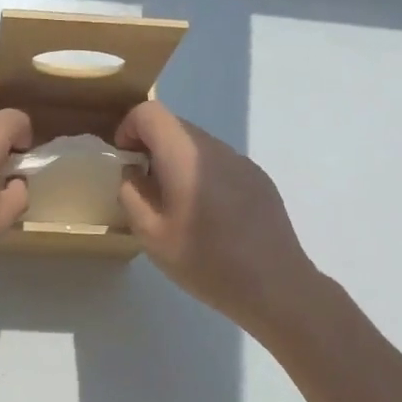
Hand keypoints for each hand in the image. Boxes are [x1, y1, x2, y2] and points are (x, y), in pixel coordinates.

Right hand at [117, 101, 323, 335]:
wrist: (276, 288)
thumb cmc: (206, 262)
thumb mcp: (151, 235)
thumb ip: (131, 193)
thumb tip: (133, 172)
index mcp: (185, 156)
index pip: (149, 113)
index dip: (128, 128)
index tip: (125, 160)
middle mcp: (215, 148)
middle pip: (174, 126)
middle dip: (151, 146)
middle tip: (145, 187)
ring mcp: (242, 161)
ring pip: (197, 145)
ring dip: (177, 162)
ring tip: (177, 205)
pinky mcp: (259, 178)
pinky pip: (219, 163)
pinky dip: (202, 175)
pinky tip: (210, 216)